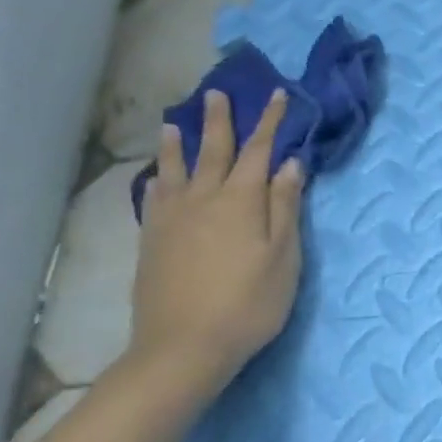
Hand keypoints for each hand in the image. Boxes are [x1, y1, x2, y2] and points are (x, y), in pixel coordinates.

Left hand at [130, 88, 305, 392]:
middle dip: (219, 121)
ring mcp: (172, 220)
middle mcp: (203, 200)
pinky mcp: (152, 242)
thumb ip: (284, 206)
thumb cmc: (248, 302)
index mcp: (241, 200)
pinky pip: (154, 199)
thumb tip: (289, 164)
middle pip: (212, 151)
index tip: (277, 95)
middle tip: (217, 93)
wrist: (183, 348)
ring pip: (175, 171)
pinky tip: (157, 179)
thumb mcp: (283, 255)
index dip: (269, 122)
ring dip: (176, 145)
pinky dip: (158, 181)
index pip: (258, 150)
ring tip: (171, 124)